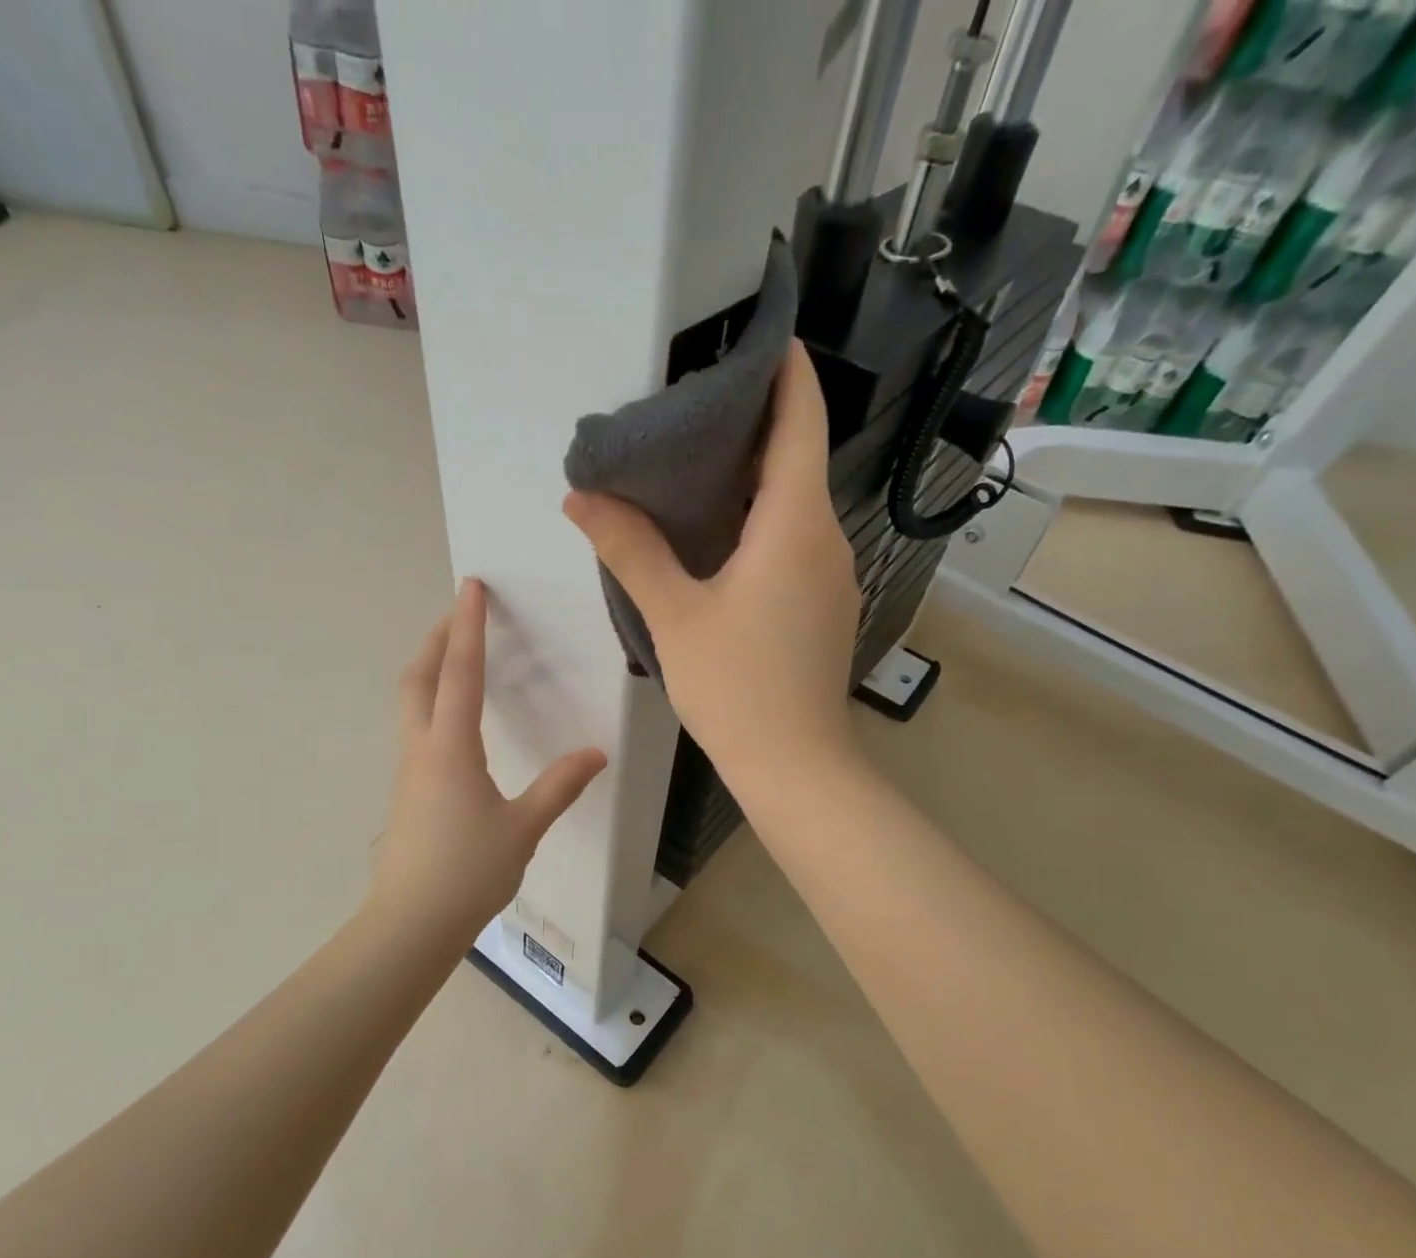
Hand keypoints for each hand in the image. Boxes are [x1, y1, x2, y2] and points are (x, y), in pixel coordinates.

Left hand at [368, 580, 606, 943]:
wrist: (411, 923)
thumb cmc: (468, 871)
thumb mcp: (524, 827)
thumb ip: (560, 786)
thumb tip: (597, 753)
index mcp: (451, 748)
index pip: (460, 673)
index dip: (468, 627)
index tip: (470, 587)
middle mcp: (422, 748)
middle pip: (419, 677)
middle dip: (436, 638)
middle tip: (458, 612)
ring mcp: (409, 770)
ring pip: (411, 701)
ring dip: (429, 667)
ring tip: (455, 654)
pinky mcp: (408, 790)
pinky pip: (416, 727)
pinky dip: (431, 700)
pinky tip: (454, 718)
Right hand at [563, 340, 861, 782]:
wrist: (795, 765)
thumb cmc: (736, 688)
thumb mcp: (674, 616)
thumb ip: (630, 551)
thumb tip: (582, 498)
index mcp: (795, 524)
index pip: (801, 422)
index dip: (788, 372)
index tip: (765, 334)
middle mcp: (827, 539)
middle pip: (799, 459)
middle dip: (758, 423)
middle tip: (697, 403)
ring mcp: (833, 575)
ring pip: (798, 504)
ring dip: (758, 477)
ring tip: (698, 463)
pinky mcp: (826, 604)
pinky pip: (798, 541)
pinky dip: (765, 520)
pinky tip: (722, 534)